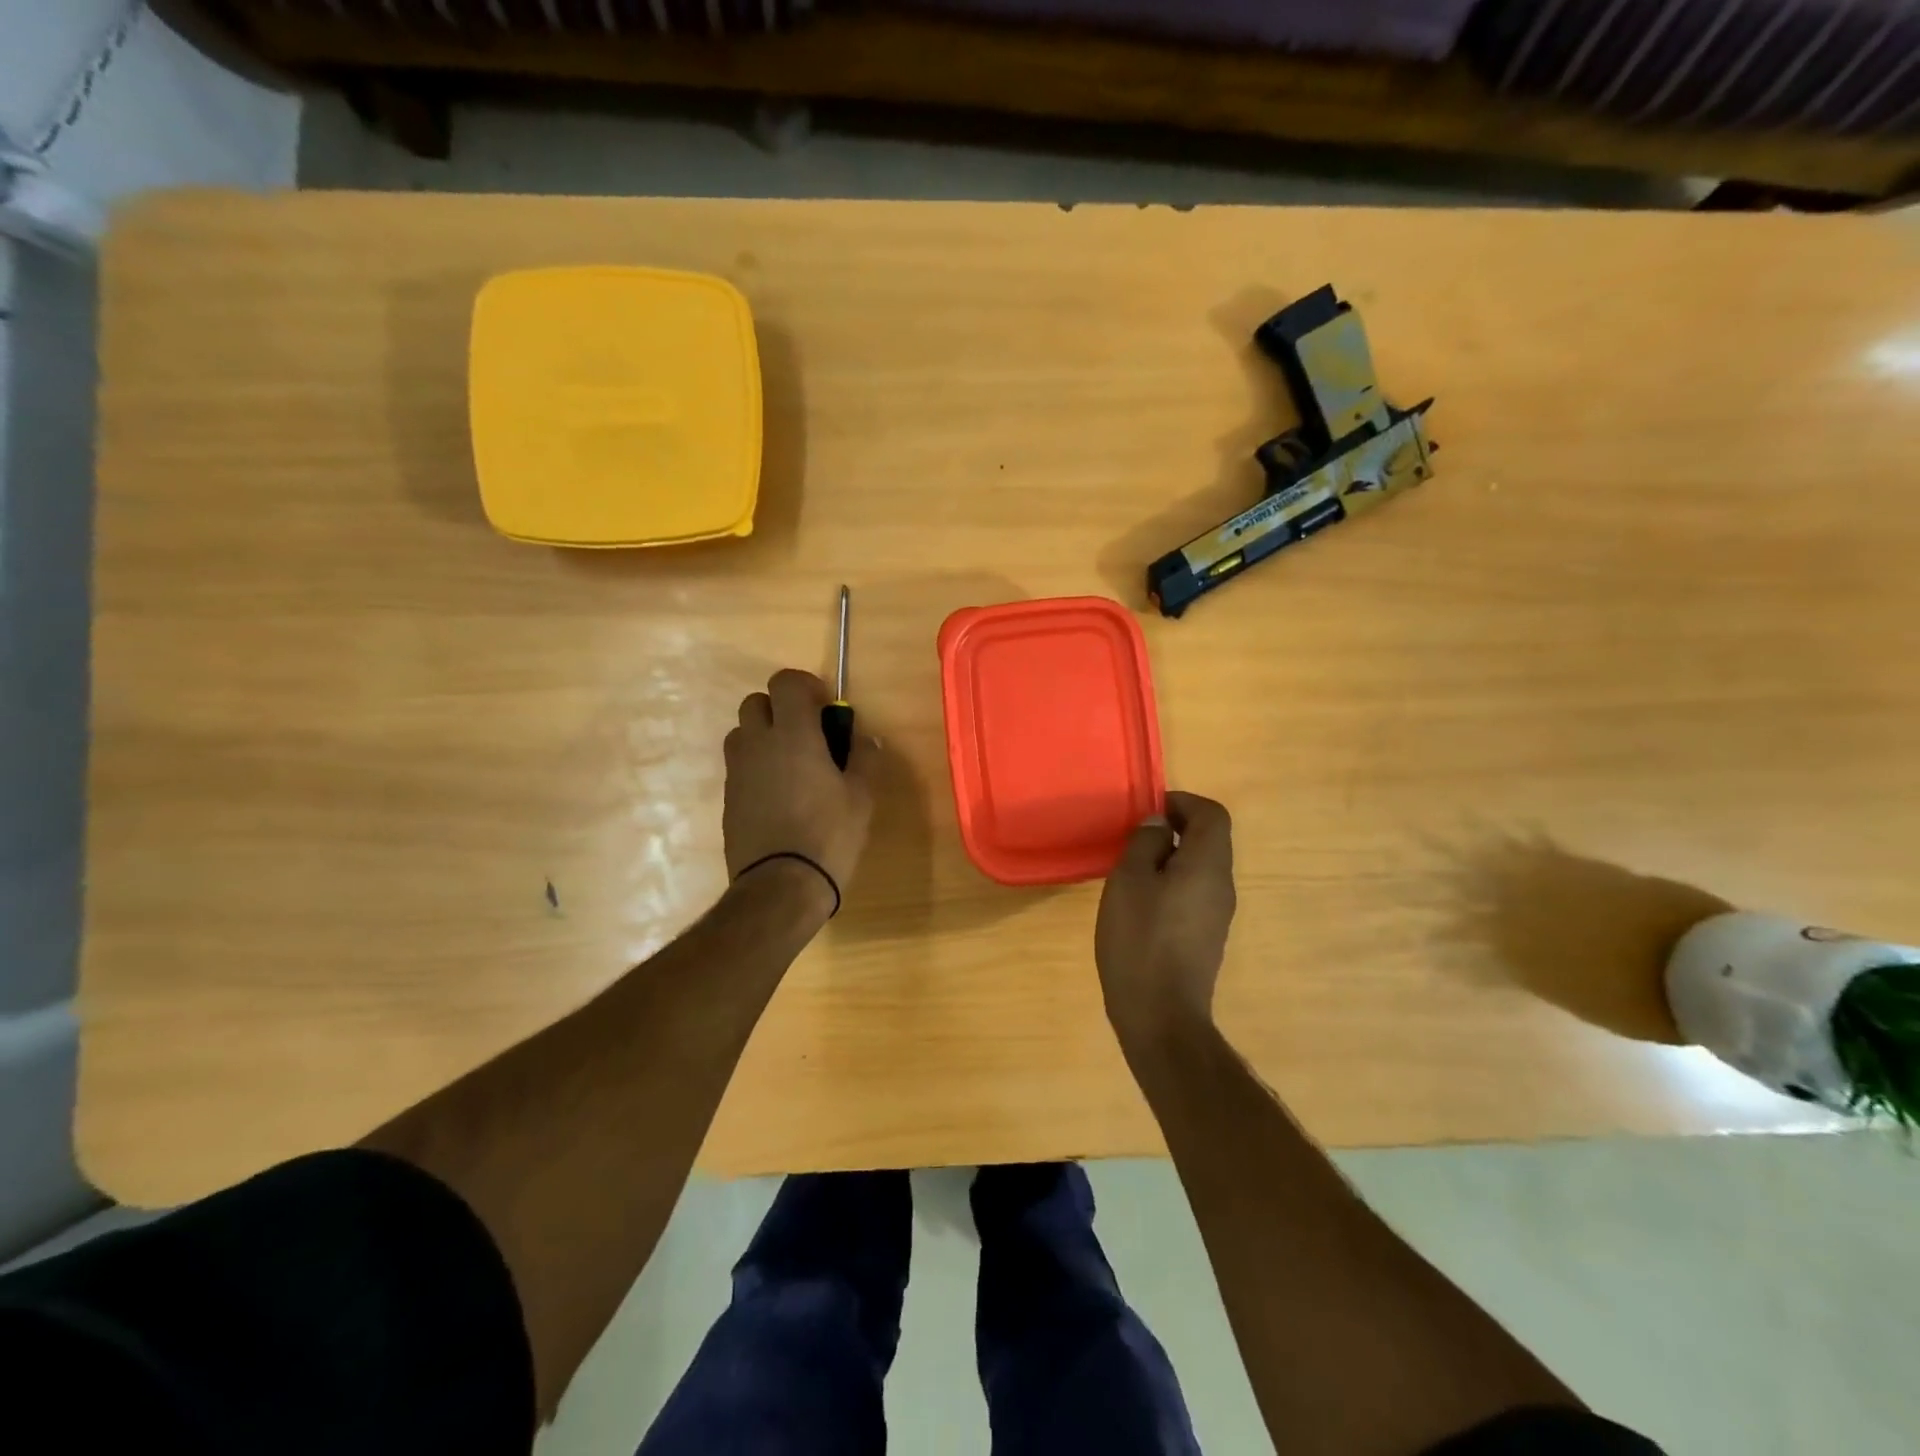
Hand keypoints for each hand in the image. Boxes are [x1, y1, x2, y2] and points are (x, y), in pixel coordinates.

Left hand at [724, 669, 875, 913]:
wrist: (779, 887)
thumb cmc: (828, 835)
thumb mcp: (861, 797)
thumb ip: (865, 758)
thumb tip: (866, 737)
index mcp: (793, 735)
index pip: (785, 682)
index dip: (805, 686)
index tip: (825, 708)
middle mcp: (757, 744)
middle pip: (755, 702)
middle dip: (780, 709)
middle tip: (808, 735)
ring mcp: (737, 772)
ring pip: (742, 733)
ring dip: (764, 736)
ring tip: (792, 765)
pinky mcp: (728, 798)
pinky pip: (740, 766)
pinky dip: (757, 767)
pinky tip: (780, 796)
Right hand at [1095, 791, 1236, 1047]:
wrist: (1161, 1015)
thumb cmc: (1140, 939)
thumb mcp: (1129, 881)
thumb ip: (1145, 843)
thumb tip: (1159, 825)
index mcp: (1208, 865)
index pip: (1212, 814)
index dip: (1182, 802)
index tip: (1148, 809)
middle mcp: (1222, 885)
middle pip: (1209, 840)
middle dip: (1173, 829)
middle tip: (1133, 838)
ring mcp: (1217, 915)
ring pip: (1200, 868)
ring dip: (1170, 858)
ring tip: (1131, 870)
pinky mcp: (1206, 938)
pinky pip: (1193, 893)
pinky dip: (1171, 884)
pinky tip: (1140, 905)